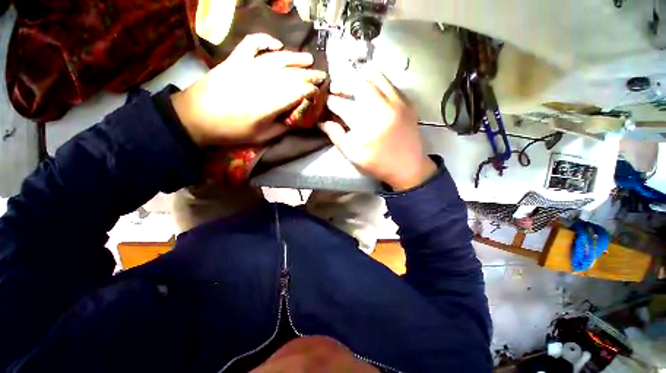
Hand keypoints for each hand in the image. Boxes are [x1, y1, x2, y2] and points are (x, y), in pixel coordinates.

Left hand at [171, 34, 326, 146]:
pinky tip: (276, 45)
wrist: (196, 117)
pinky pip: (252, 44)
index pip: (298, 91)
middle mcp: (263, 81)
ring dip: (296, 58)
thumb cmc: (233, 130)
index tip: (319, 93)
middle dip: (310, 74)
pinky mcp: (236, 59)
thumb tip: (298, 118)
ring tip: (309, 59)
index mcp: (270, 103)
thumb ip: (283, 127)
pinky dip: (265, 41)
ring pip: (278, 58)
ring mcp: (248, 66)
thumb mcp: (263, 136)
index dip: (311, 91)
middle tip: (322, 75)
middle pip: (292, 74)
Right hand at [319, 71, 435, 190]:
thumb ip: (337, 137)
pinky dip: (377, 84)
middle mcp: (384, 107)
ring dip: (361, 80)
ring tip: (353, 90)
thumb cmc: (379, 164)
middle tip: (337, 90)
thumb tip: (322, 123)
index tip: (325, 103)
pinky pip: (390, 84)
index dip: (331, 102)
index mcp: (368, 123)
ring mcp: (399, 102)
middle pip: (360, 82)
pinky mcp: (408, 103)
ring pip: (377, 77)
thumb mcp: (354, 156)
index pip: (343, 104)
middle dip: (344, 84)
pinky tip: (372, 95)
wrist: (410, 168)